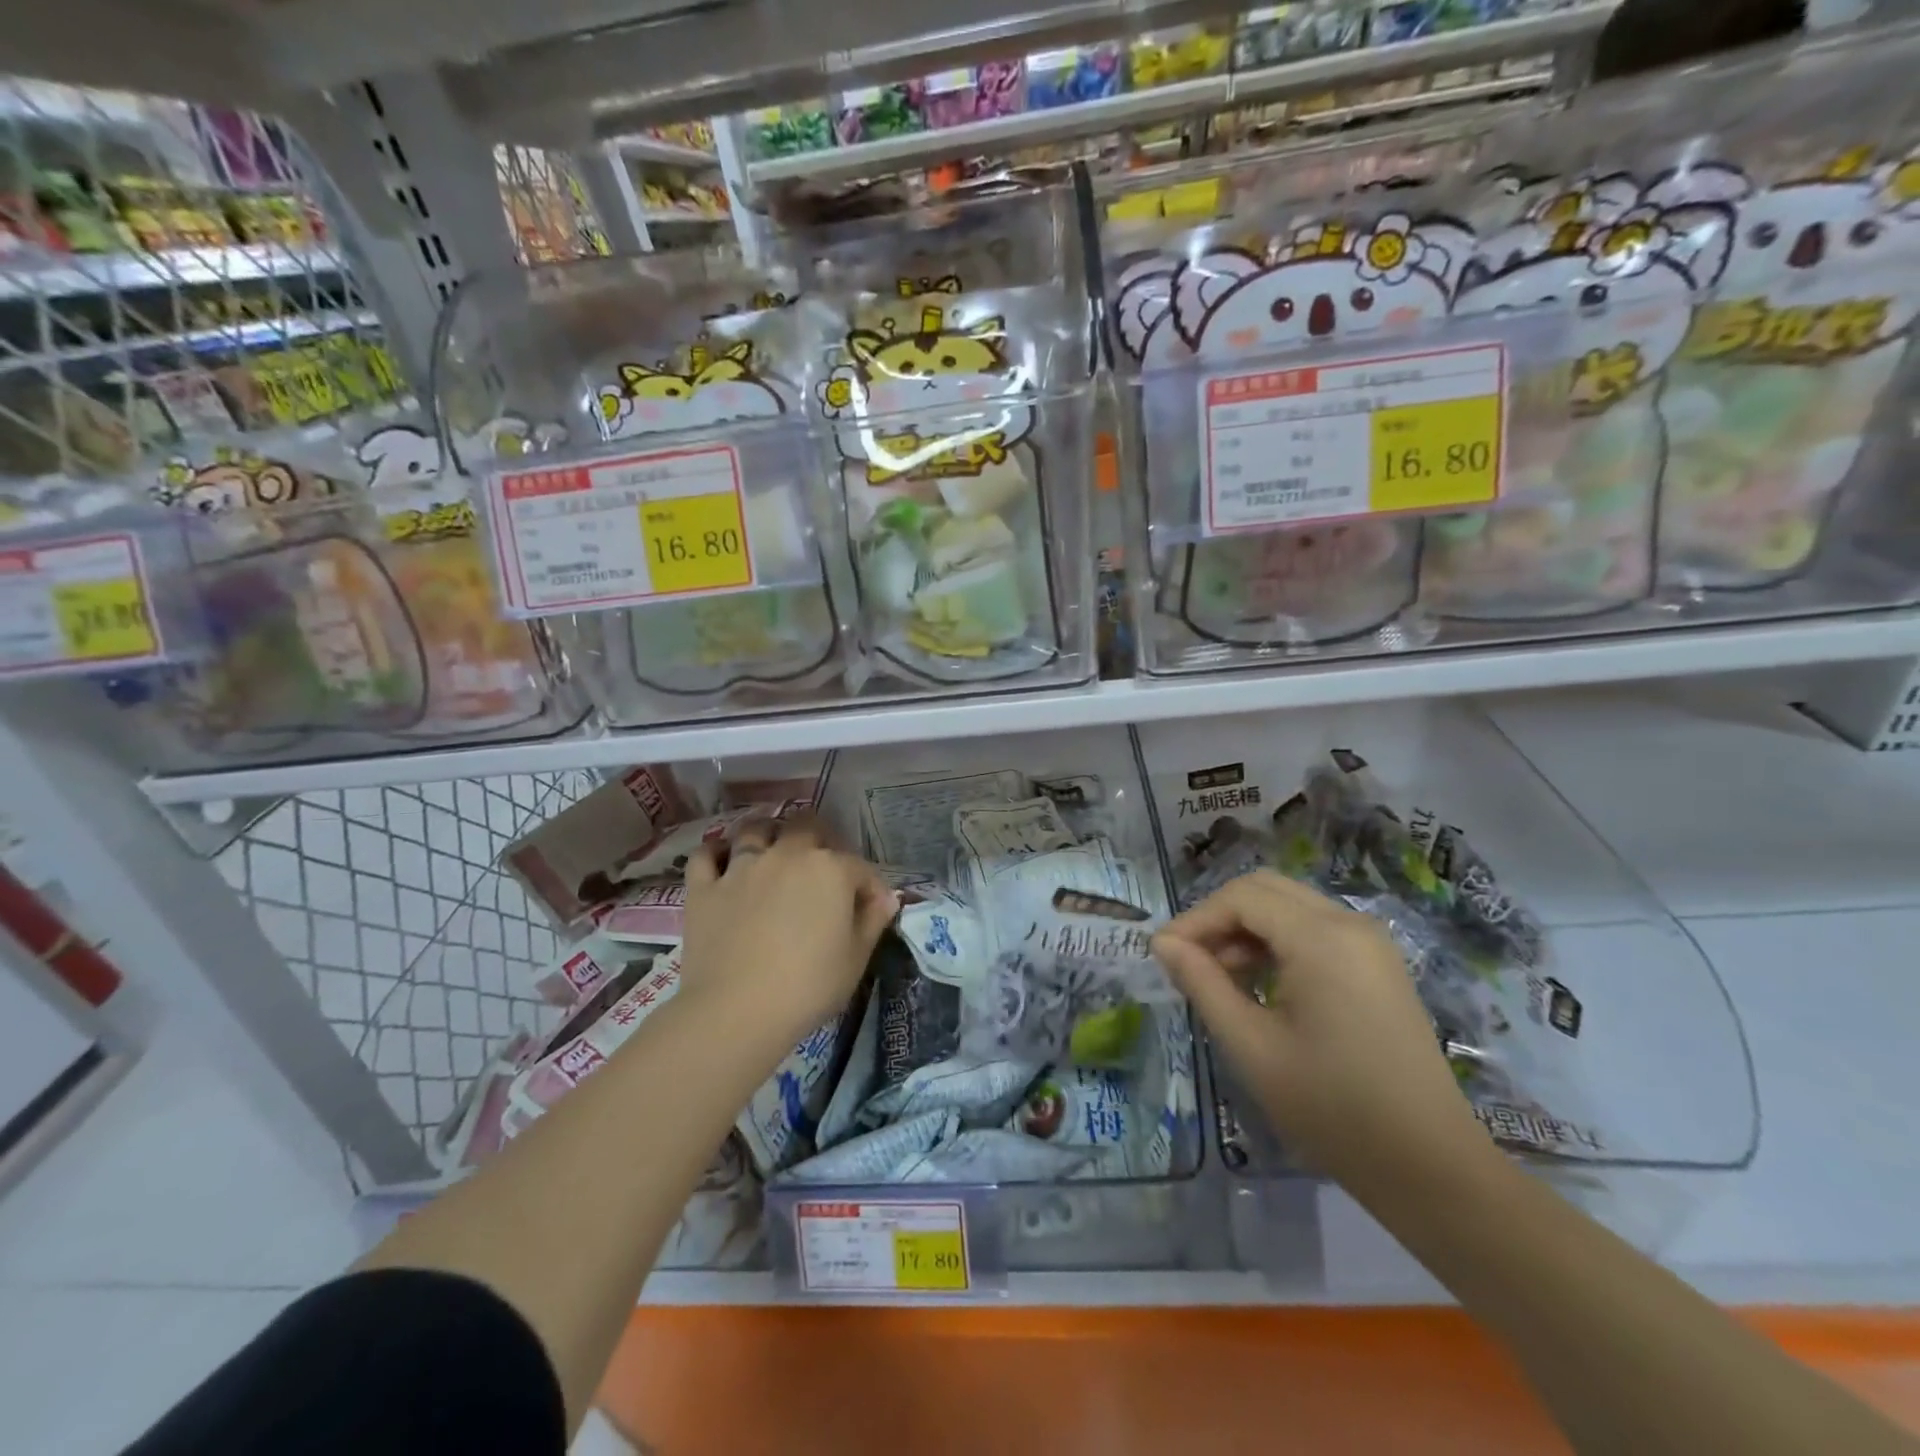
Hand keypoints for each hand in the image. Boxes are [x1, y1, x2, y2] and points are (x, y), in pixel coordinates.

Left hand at [681, 818, 897, 1058]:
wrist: (736, 1011)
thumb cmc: (808, 986)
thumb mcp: (856, 958)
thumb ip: (873, 920)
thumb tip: (886, 898)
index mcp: (830, 869)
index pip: (859, 866)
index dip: (869, 886)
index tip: (872, 907)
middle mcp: (786, 855)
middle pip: (806, 827)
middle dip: (819, 839)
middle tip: (821, 867)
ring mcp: (741, 867)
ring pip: (755, 830)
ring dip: (768, 835)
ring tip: (772, 851)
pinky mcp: (705, 887)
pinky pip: (706, 855)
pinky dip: (716, 853)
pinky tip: (723, 861)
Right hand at [1152, 871, 1493, 1199]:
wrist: (1431, 1167)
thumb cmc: (1332, 1108)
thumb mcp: (1251, 1046)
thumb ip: (1202, 983)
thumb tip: (1163, 943)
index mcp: (1322, 938)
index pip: (1241, 897)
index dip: (1195, 919)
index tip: (1163, 955)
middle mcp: (1349, 923)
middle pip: (1265, 889)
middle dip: (1219, 917)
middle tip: (1190, 961)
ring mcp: (1370, 942)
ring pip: (1289, 906)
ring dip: (1247, 929)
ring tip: (1220, 978)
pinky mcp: (1377, 964)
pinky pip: (1314, 928)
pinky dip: (1277, 941)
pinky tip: (1261, 984)